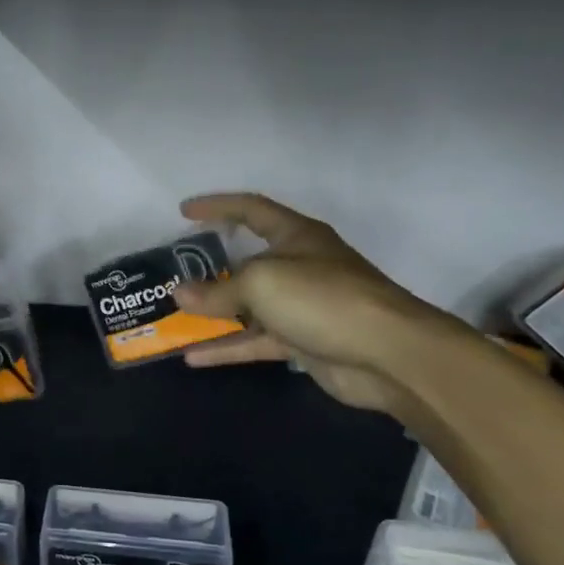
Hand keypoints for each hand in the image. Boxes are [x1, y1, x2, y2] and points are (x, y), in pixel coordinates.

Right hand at [173, 193, 450, 410]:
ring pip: (248, 307)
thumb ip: (217, 291)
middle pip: (247, 261)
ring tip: (176, 319)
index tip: (184, 212)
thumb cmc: (323, 299)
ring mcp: (301, 306)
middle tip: (176, 275)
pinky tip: (194, 358)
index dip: (218, 206)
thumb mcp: (261, 283)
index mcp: (295, 236)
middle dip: (211, 269)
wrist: (387, 353)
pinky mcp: (303, 342)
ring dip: (214, 314)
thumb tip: (179, 295)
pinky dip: (228, 348)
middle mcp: (298, 266)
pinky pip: (256, 341)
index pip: (251, 209)